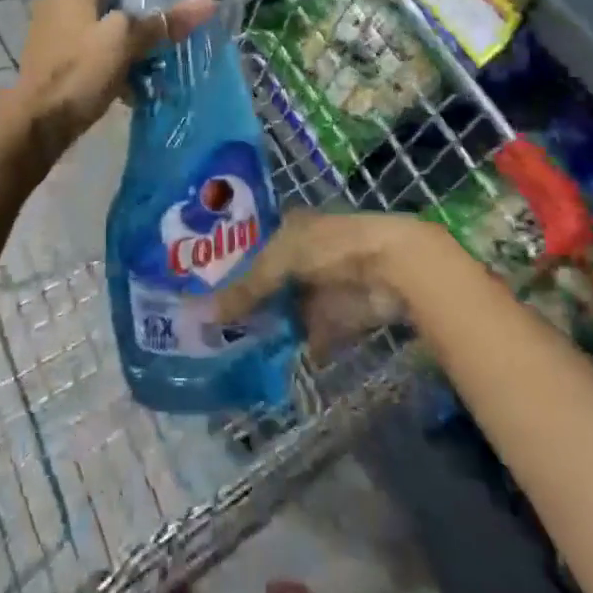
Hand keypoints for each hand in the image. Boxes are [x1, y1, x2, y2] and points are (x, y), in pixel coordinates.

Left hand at [1, 0, 217, 157]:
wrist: (35, 124)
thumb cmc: (80, 72)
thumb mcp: (127, 42)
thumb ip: (165, 20)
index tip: (174, 18)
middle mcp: (60, 2)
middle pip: (115, 7)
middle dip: (142, 28)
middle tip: (169, 49)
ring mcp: (54, 33)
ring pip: (105, 34)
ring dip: (129, 52)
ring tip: (155, 73)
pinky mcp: (54, 61)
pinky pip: (92, 56)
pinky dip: (111, 68)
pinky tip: (131, 90)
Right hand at [213, 210, 445, 359]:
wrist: (390, 268)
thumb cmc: (328, 249)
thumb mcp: (277, 264)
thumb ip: (245, 290)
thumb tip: (203, 315)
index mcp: (288, 228)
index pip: (252, 248)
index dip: (231, 267)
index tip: (204, 290)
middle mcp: (304, 254)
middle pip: (270, 282)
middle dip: (248, 303)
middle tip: (214, 327)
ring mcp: (323, 286)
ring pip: (289, 309)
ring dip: (271, 327)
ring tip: (234, 350)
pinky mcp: (340, 316)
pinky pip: (312, 333)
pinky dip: (297, 346)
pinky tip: (271, 363)